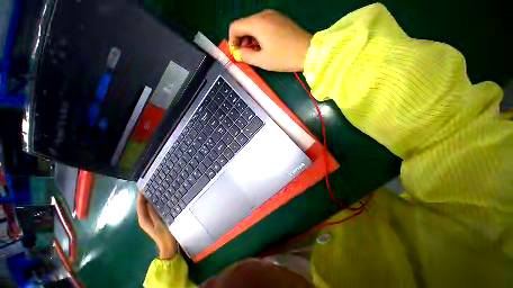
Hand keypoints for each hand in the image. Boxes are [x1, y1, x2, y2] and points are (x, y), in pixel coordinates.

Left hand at [136, 191, 177, 259]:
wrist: (168, 245)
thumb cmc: (164, 234)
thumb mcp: (159, 222)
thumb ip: (153, 212)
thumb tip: (148, 201)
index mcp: (144, 219)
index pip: (140, 204)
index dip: (140, 195)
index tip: (144, 185)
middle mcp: (144, 218)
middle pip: (142, 204)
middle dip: (144, 195)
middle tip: (152, 184)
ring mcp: (149, 219)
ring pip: (147, 206)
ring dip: (149, 198)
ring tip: (156, 188)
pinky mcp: (154, 219)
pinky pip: (152, 208)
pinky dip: (154, 202)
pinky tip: (160, 198)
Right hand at [229, 10, 312, 71]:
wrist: (307, 51)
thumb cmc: (284, 57)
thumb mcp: (262, 60)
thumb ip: (246, 56)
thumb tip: (238, 52)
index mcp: (257, 23)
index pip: (235, 26)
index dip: (232, 40)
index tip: (236, 53)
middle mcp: (264, 14)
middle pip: (244, 24)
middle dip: (241, 40)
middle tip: (246, 55)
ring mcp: (273, 15)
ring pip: (254, 25)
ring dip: (250, 38)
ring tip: (255, 52)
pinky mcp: (280, 19)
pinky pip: (264, 25)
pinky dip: (259, 35)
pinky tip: (264, 46)